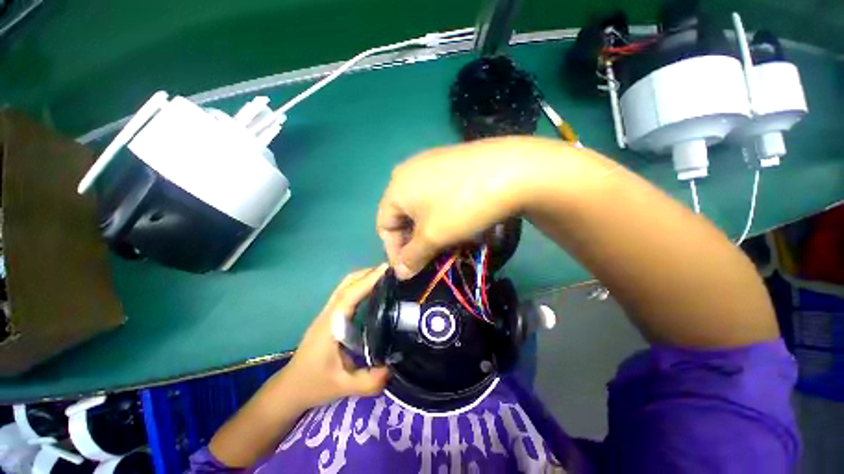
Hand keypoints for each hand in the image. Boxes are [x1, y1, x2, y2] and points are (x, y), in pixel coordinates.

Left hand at [281, 265, 389, 409]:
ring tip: (386, 278)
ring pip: (345, 286)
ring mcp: (328, 313)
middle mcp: (328, 313)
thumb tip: (393, 369)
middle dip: (368, 273)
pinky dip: (360, 286)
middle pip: (347, 283)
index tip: (386, 269)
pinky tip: (374, 292)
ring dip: (364, 277)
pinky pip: (346, 293)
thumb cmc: (313, 384)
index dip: (368, 280)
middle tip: (391, 272)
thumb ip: (368, 381)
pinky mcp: (330, 316)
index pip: (350, 295)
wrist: (290, 388)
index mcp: (330, 324)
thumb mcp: (341, 387)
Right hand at [377, 137, 537, 278]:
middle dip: (413, 241)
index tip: (410, 269)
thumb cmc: (462, 206)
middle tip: (429, 257)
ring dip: (428, 228)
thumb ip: (412, 257)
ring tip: (445, 242)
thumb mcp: (433, 236)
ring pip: (421, 205)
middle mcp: (407, 171)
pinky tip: (456, 220)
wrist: (510, 169)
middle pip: (402, 215)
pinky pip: (436, 193)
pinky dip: (440, 212)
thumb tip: (400, 273)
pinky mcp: (449, 161)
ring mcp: (430, 163)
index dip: (394, 251)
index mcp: (396, 187)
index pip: (384, 226)